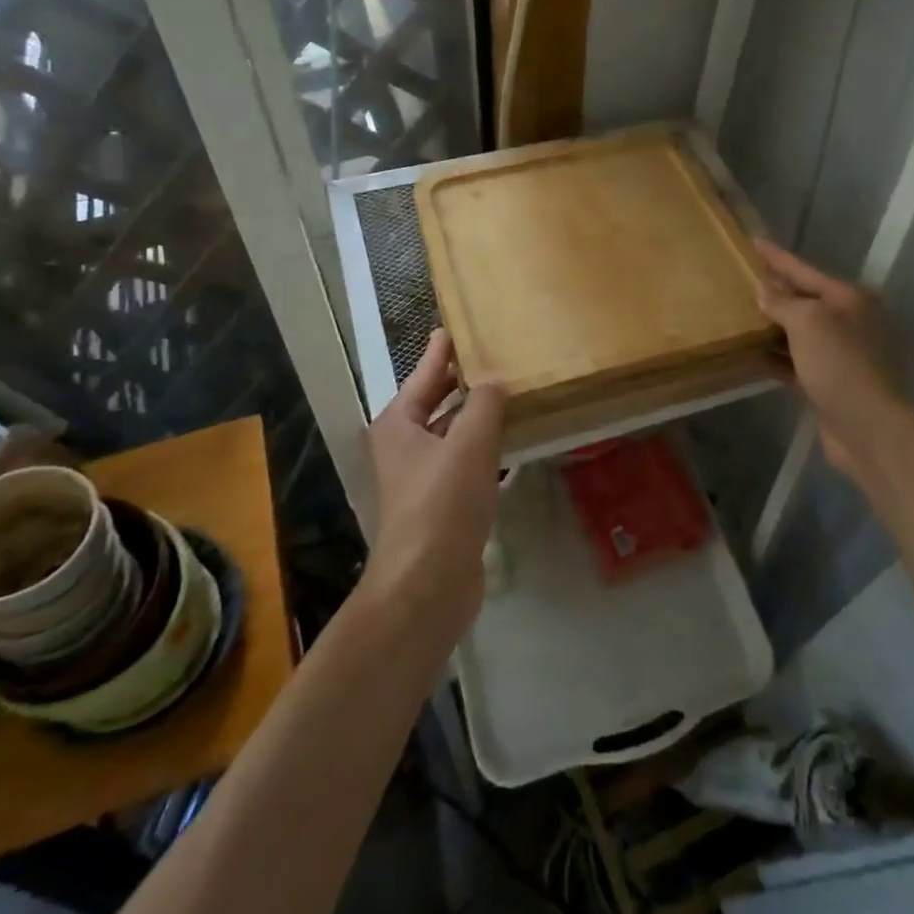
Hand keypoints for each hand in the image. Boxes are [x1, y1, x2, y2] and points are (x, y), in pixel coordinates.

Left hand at [360, 330, 506, 644]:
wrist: (427, 586)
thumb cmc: (441, 505)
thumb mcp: (468, 445)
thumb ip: (485, 405)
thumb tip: (496, 380)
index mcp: (399, 424)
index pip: (424, 374)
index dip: (441, 351)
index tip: (455, 327)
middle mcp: (405, 447)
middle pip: (437, 403)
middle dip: (464, 383)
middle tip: (496, 356)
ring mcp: (423, 478)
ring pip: (455, 434)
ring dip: (480, 417)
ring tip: (513, 392)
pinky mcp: (443, 505)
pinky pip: (467, 463)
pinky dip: (488, 449)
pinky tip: (514, 442)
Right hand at [754, 238, 900, 480]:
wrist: (867, 426)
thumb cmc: (839, 363)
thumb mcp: (807, 322)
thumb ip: (783, 301)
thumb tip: (764, 288)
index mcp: (849, 299)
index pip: (805, 270)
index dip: (777, 257)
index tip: (752, 242)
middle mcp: (848, 322)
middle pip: (803, 300)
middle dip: (773, 292)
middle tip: (739, 280)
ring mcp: (840, 354)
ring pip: (797, 333)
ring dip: (770, 327)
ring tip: (737, 316)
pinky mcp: (828, 382)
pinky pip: (795, 362)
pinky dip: (775, 358)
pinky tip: (749, 355)